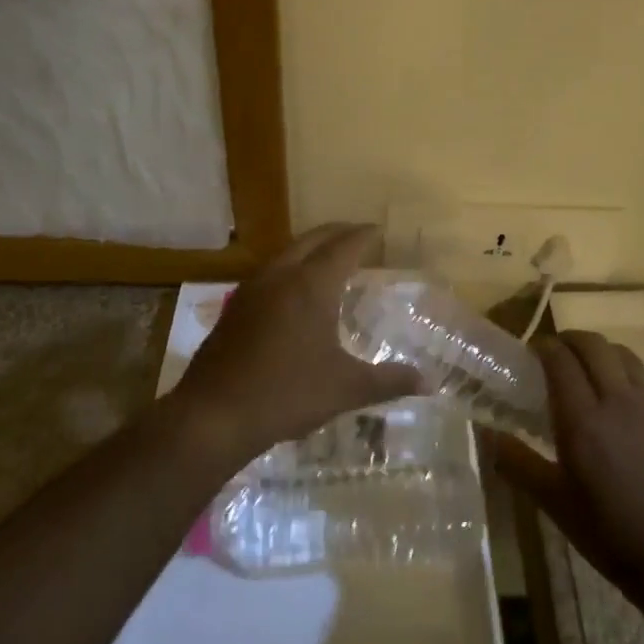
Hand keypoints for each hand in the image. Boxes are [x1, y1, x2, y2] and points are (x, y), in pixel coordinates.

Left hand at [174, 224, 422, 463]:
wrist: (214, 414)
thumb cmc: (287, 394)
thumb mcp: (346, 388)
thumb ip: (389, 381)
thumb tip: (429, 382)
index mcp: (311, 286)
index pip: (343, 247)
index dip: (363, 236)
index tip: (378, 230)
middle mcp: (280, 276)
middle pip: (312, 240)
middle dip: (336, 233)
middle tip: (357, 235)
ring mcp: (251, 290)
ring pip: (285, 253)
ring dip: (309, 248)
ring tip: (328, 258)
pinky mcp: (233, 308)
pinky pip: (268, 273)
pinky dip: (289, 268)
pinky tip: (292, 291)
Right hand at [486, 331, 643, 593]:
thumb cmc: (605, 528)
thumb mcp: (551, 499)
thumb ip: (515, 460)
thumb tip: (485, 434)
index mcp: (582, 419)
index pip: (560, 360)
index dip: (543, 347)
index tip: (530, 353)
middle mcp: (617, 401)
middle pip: (593, 345)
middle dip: (569, 340)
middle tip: (553, 353)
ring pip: (622, 353)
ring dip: (599, 350)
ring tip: (585, 366)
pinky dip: (624, 368)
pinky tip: (617, 391)